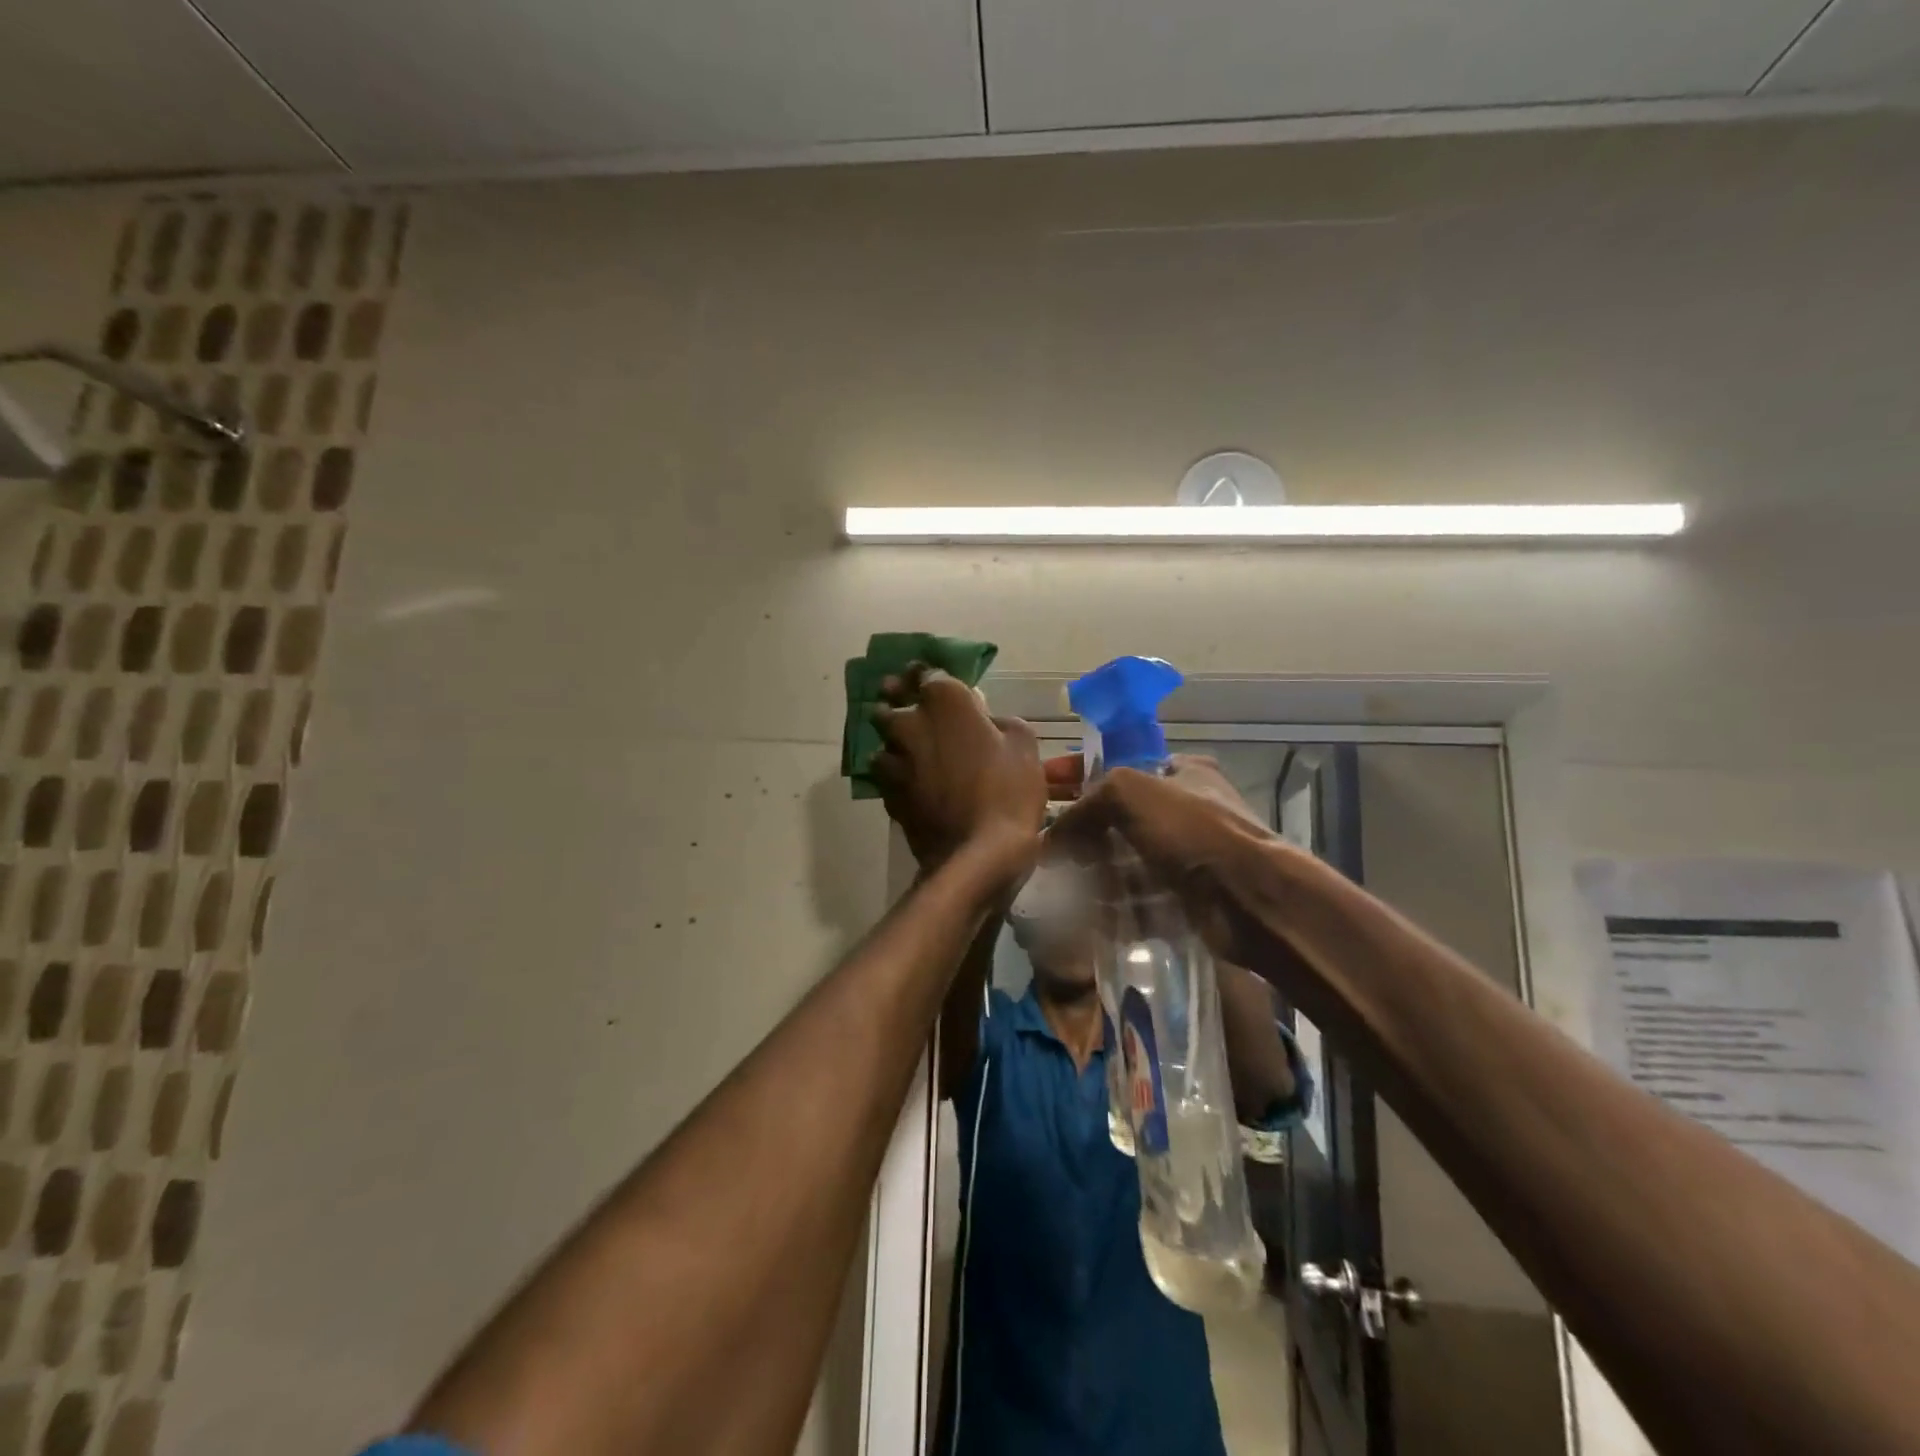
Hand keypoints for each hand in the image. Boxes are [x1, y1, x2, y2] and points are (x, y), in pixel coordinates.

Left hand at [870, 665, 1045, 875]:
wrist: (975, 853)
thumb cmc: (1007, 791)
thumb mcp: (1024, 745)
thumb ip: (1000, 722)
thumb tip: (986, 721)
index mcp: (944, 702)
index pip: (926, 673)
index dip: (924, 673)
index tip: (925, 675)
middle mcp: (910, 723)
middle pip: (891, 702)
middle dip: (897, 699)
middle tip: (906, 702)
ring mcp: (894, 759)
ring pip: (885, 739)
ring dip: (895, 738)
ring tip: (909, 746)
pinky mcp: (887, 793)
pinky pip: (886, 772)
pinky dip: (895, 770)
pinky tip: (909, 779)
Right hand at [1048, 753, 1285, 963]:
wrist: (1250, 900)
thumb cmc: (1192, 832)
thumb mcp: (1130, 793)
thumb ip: (1087, 803)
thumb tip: (1053, 836)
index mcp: (1182, 771)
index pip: (1118, 767)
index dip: (1077, 774)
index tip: (1043, 788)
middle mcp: (1188, 808)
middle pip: (1119, 817)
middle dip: (1084, 831)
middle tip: (1050, 848)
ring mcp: (1190, 855)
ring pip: (1127, 859)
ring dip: (1096, 871)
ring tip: (1063, 883)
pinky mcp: (1188, 895)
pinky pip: (1140, 895)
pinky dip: (1116, 902)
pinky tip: (1090, 910)